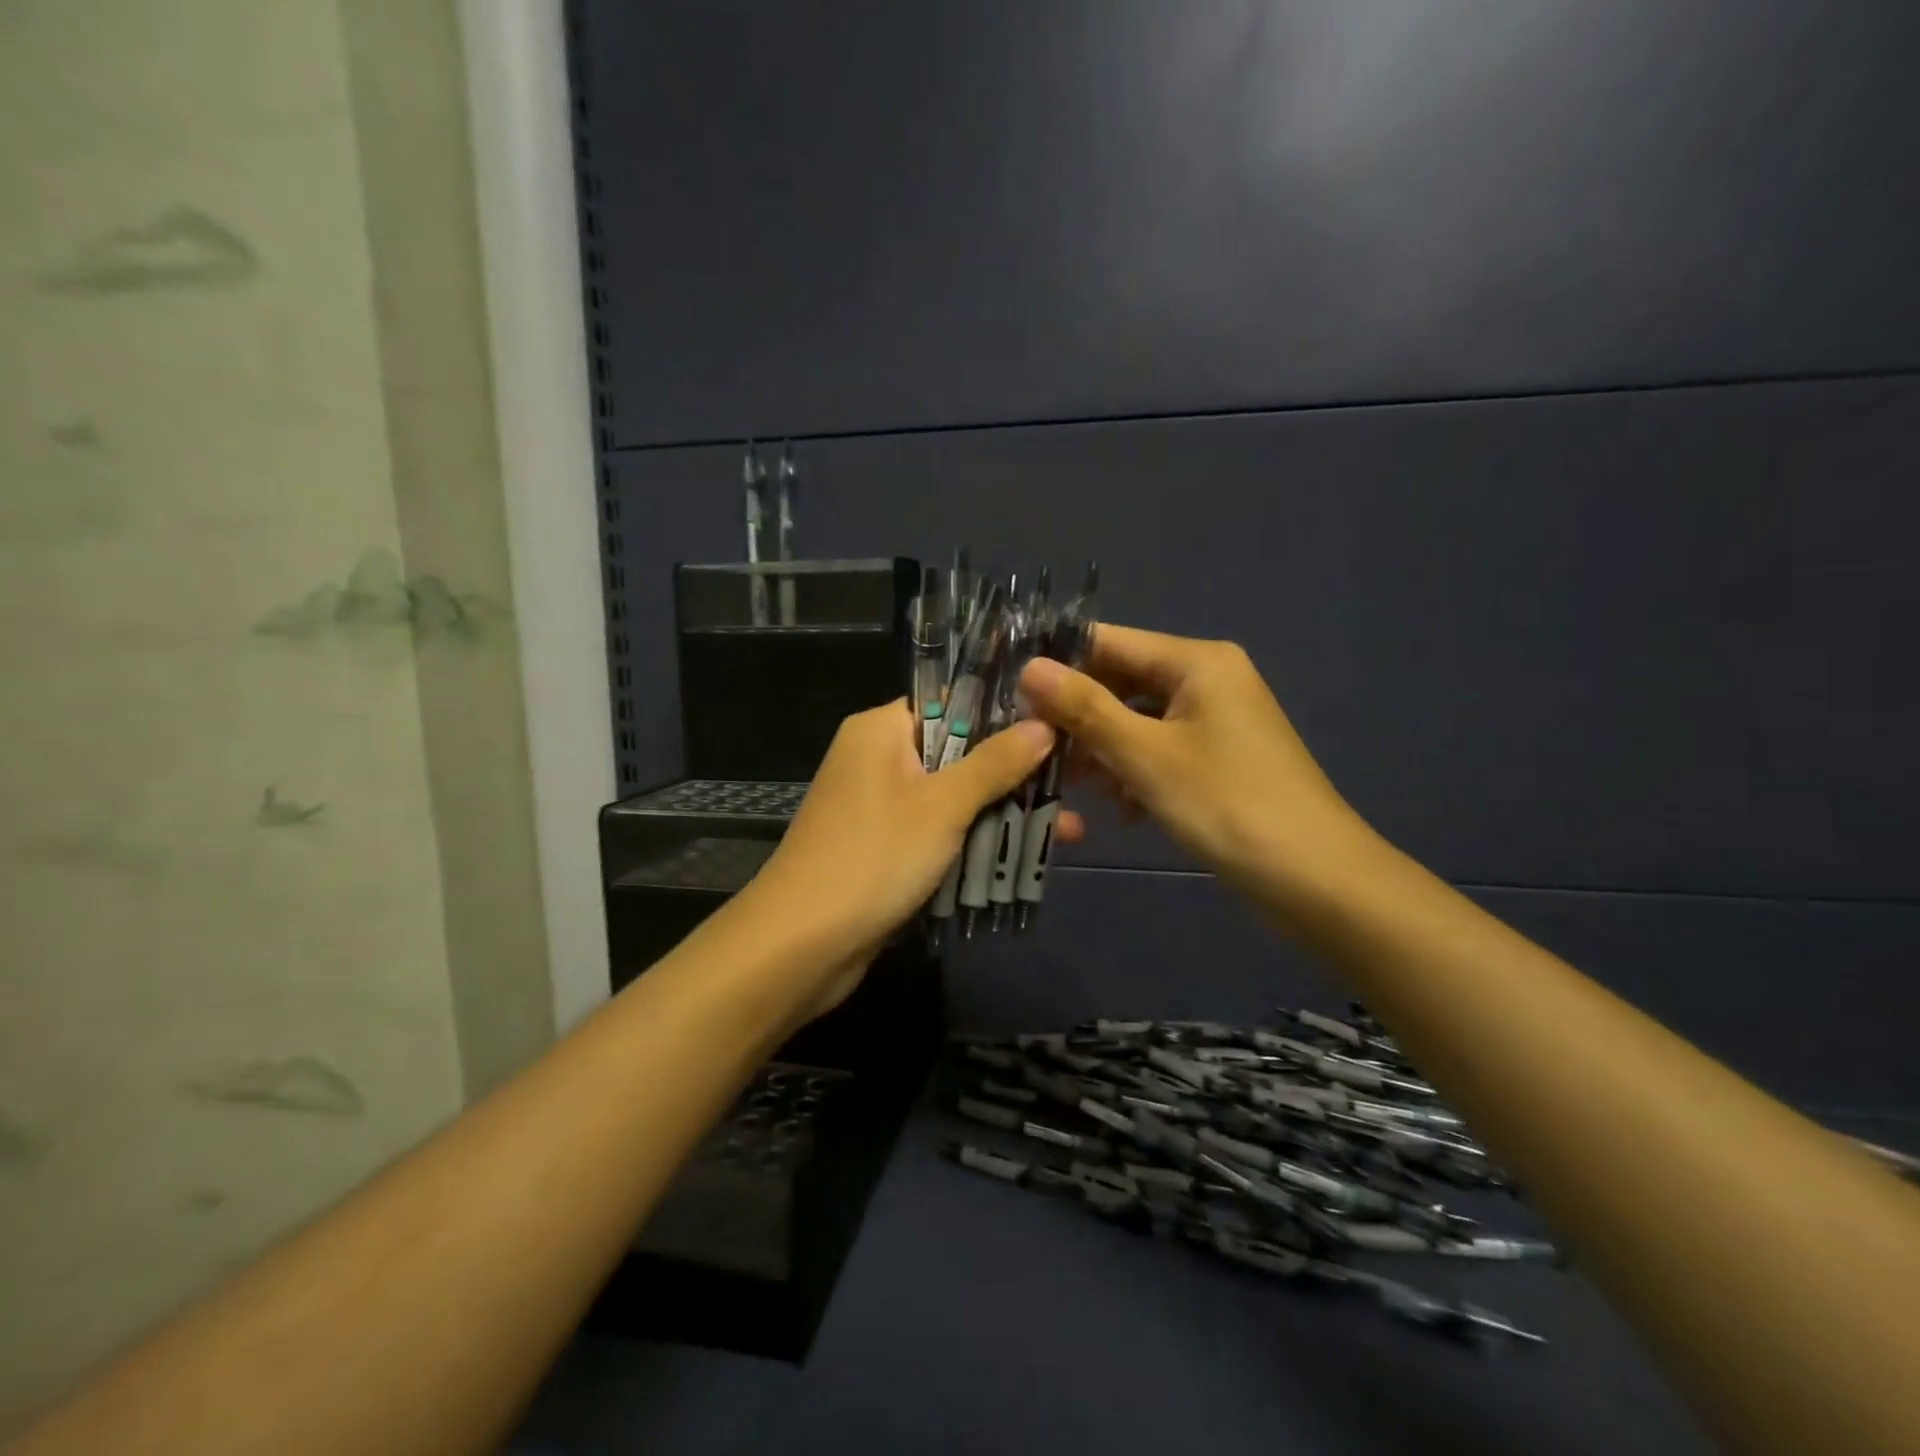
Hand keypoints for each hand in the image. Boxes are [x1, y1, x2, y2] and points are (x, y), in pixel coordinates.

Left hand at [746, 701, 1079, 1016]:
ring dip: (1002, 814)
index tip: (1057, 725)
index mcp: (880, 729)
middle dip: (1014, 775)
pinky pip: (937, 833)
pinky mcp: (883, 848)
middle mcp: (876, 758)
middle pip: (958, 753)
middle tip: (1073, 785)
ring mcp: (878, 806)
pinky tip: (1024, 857)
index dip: (1003, 713)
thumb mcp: (943, 805)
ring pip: (952, 798)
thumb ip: (995, 764)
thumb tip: (1044, 725)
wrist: (801, 945)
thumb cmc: (874, 857)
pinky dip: (973, 842)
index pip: (951, 702)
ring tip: (1068, 831)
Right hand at [1019, 625, 1370, 905]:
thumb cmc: (1226, 805)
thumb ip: (1085, 708)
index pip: (1108, 641)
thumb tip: (1029, 667)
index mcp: (1196, 661)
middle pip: (1121, 682)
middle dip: (1078, 717)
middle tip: (1033, 749)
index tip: (1008, 691)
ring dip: (1103, 750)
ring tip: (1070, 786)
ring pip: (1137, 720)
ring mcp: (1216, 720)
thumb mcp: (1145, 755)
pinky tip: (1122, 808)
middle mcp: (1208, 679)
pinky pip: (1160, 749)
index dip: (1057, 663)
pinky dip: (1135, 771)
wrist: (1315, 880)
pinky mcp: (1218, 758)